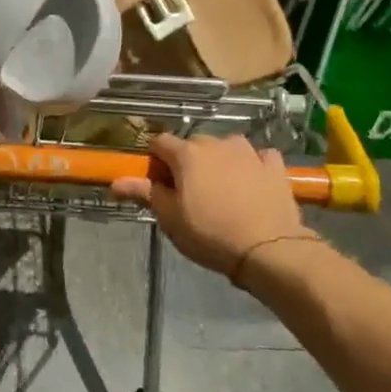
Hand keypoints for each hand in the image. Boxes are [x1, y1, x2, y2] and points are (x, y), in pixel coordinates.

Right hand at [112, 134, 313, 280]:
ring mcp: (249, 151)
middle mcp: (217, 143)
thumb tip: (115, 181)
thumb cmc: (210, 234)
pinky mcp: (275, 165)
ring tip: (222, 189)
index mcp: (187, 154)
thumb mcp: (170, 218)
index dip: (155, 160)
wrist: (268, 249)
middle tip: (189, 192)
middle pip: (193, 144)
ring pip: (226, 148)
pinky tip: (252, 184)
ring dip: (220, 161)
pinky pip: (258, 157)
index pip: (159, 142)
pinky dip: (251, 166)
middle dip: (188, 162)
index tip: (158, 182)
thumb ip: (144, 193)